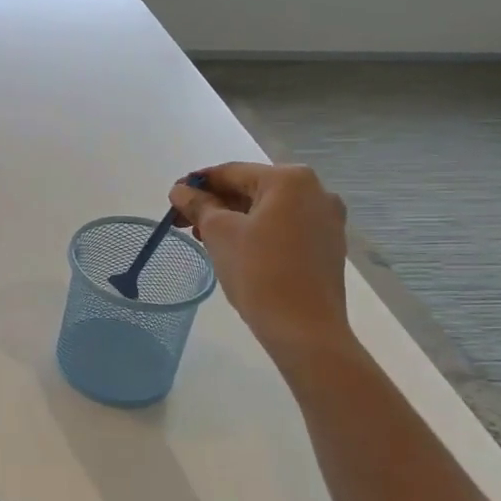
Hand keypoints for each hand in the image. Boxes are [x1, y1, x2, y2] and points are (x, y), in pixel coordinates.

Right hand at [169, 162, 351, 364]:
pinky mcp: (327, 245)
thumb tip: (180, 191)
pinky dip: (256, 232)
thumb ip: (198, 205)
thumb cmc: (258, 272)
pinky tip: (236, 250)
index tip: (172, 200)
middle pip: (251, 189)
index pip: (231, 172)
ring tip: (205, 239)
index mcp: (290, 179)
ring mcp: (326, 219)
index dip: (196, 184)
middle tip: (184, 223)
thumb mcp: (218, 233)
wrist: (304, 328)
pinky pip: (283, 227)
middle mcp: (315, 191)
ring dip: (234, 219)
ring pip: (267, 210)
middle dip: (215, 204)